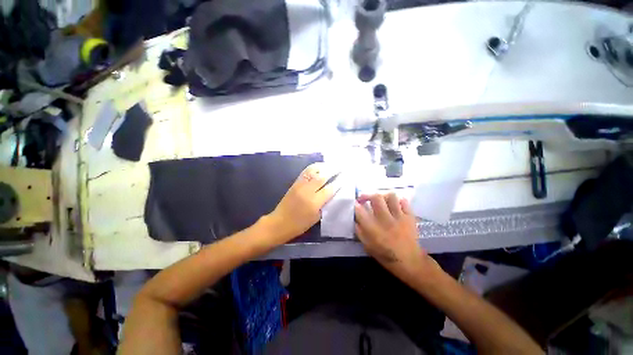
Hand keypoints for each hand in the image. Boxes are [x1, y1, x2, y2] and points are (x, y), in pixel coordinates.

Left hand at [266, 163, 336, 242]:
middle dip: (333, 171)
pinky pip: (305, 172)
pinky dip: (313, 168)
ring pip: (313, 171)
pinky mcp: (294, 183)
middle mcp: (307, 191)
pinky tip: (319, 167)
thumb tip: (332, 194)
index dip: (338, 183)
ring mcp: (300, 185)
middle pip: (322, 177)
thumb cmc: (299, 224)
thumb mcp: (316, 217)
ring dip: (323, 167)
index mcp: (314, 202)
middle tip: (341, 168)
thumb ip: (325, 205)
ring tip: (331, 165)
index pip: (330, 189)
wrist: (279, 223)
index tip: (345, 177)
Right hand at [355, 193, 438, 282]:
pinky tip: (394, 205)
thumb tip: (355, 218)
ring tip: (381, 200)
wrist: (410, 261)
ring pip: (391, 196)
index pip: (360, 210)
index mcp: (372, 228)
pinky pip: (404, 201)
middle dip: (368, 195)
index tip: (354, 203)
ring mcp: (399, 217)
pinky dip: (398, 201)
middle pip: (376, 198)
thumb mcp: (367, 246)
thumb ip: (359, 231)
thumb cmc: (385, 255)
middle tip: (365, 198)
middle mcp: (385, 219)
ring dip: (383, 196)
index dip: (355, 204)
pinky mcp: (409, 217)